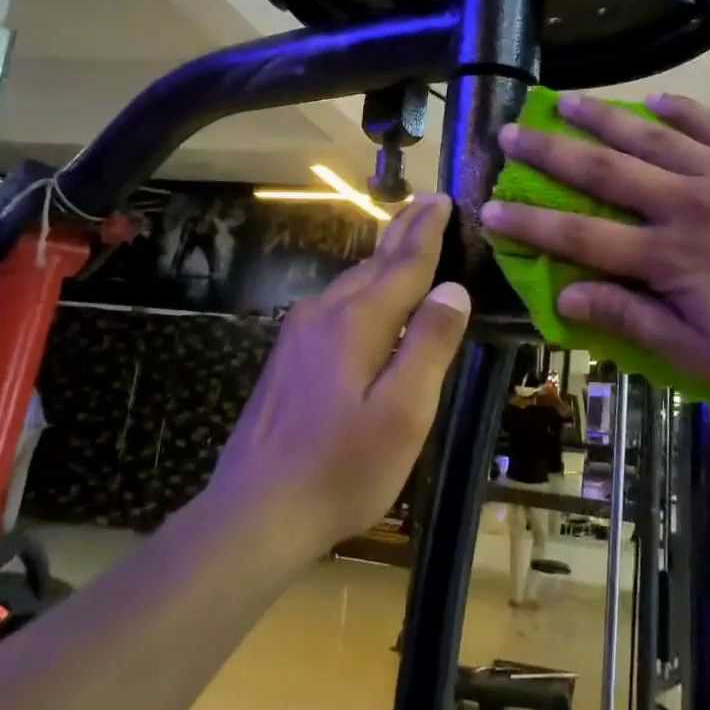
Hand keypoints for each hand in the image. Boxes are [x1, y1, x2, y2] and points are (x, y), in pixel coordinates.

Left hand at [209, 194, 470, 548]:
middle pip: (374, 264)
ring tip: (405, 240)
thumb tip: (453, 289)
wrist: (255, 511)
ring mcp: (299, 334)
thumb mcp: (403, 413)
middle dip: (405, 233)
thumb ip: (429, 345)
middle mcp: (324, 314)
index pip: (403, 264)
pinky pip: (335, 303)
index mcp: (357, 322)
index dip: (427, 231)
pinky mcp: (288, 356)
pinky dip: (362, 286)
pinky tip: (366, 296)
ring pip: (351, 282)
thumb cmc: (342, 468)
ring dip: (383, 258)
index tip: (443, 198)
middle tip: (429, 205)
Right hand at [480, 93, 709, 391]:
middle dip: (549, 153)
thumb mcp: (704, 354)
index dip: (530, 224)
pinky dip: (682, 108)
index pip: (580, 236)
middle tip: (510, 133)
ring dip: (601, 117)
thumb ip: (632, 319)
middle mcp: (686, 204)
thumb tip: (566, 296)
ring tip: (564, 101)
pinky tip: (655, 97)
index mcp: (668, 257)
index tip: (490, 207)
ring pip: (650, 136)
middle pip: (603, 171)